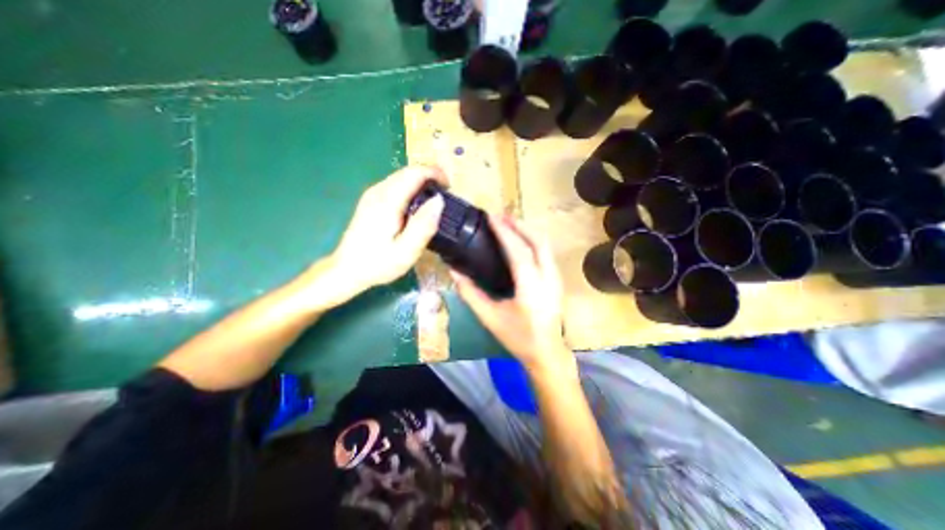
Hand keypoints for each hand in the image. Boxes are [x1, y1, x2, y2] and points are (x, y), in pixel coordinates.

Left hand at [325, 166, 446, 298]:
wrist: (347, 269)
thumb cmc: (378, 263)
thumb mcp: (406, 251)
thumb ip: (423, 226)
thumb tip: (439, 201)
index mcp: (387, 201)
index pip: (414, 173)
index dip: (435, 173)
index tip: (450, 187)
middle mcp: (378, 191)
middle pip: (408, 172)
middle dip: (430, 177)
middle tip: (447, 195)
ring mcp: (372, 195)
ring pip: (401, 177)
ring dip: (421, 183)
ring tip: (435, 201)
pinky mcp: (371, 201)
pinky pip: (395, 186)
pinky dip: (411, 189)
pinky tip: (417, 206)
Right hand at [453, 213, 576, 373]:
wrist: (547, 352)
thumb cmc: (517, 337)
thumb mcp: (489, 317)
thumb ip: (470, 293)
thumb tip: (454, 271)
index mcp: (530, 286)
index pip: (518, 250)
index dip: (504, 231)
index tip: (491, 216)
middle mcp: (548, 277)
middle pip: (537, 240)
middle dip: (519, 225)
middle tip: (499, 217)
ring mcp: (556, 277)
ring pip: (544, 244)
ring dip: (527, 231)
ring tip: (508, 224)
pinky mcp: (557, 280)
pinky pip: (546, 252)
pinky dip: (533, 241)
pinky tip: (521, 241)